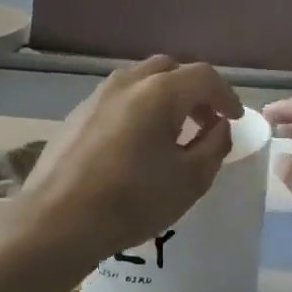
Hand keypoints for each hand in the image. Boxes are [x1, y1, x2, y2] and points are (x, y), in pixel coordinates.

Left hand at [22, 56, 242, 271]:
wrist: (58, 221)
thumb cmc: (133, 201)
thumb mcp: (191, 179)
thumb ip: (214, 146)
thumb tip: (219, 126)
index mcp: (159, 92)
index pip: (204, 76)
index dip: (226, 95)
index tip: (234, 119)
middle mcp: (126, 83)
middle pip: (169, 70)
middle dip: (194, 91)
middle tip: (205, 122)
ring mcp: (96, 97)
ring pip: (140, 82)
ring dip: (164, 99)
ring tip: (173, 133)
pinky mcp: (76, 116)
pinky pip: (118, 101)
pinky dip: (138, 110)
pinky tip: (138, 145)